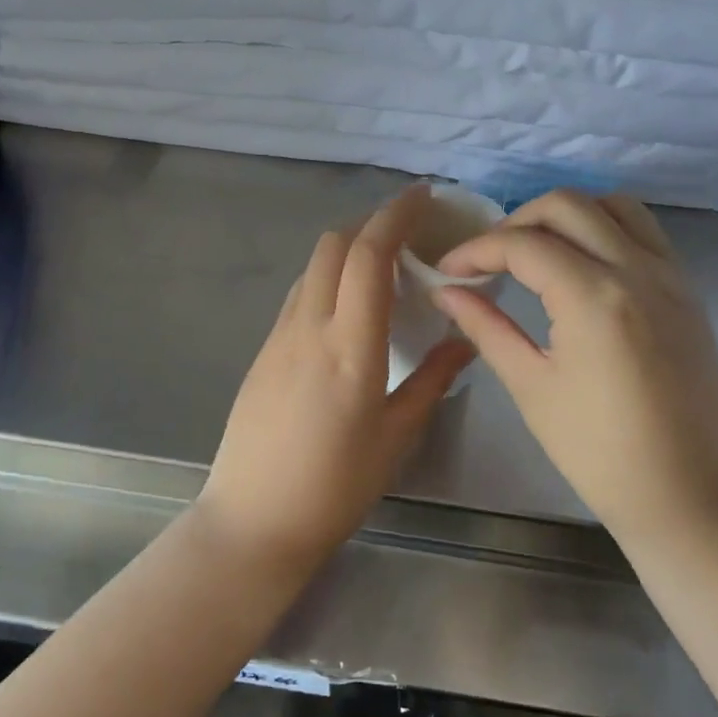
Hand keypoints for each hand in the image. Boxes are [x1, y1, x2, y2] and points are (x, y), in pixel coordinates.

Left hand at [194, 185, 474, 576]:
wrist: (253, 519)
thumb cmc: (335, 486)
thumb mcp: (397, 437)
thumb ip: (433, 381)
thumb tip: (464, 341)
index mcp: (350, 344)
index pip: (369, 254)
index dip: (396, 214)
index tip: (423, 197)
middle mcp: (309, 326)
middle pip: (334, 244)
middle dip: (372, 222)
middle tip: (409, 230)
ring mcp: (279, 335)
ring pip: (312, 265)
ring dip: (347, 247)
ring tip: (383, 264)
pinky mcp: (263, 350)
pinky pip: (299, 292)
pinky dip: (328, 276)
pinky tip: (348, 305)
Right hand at [432, 190, 717, 545]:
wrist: (686, 494)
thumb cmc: (598, 452)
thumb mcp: (531, 386)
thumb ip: (485, 327)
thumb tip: (445, 292)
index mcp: (594, 298)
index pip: (523, 244)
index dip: (476, 250)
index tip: (447, 271)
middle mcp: (637, 270)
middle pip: (566, 205)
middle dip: (516, 221)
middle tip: (488, 259)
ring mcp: (670, 275)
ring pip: (612, 204)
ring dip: (565, 214)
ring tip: (536, 250)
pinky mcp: (687, 289)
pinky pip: (644, 230)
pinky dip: (605, 227)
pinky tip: (581, 263)